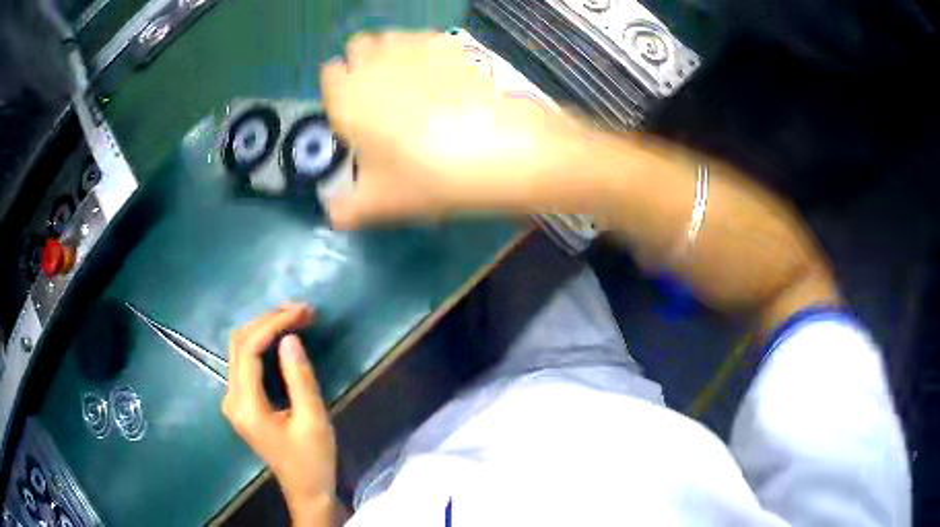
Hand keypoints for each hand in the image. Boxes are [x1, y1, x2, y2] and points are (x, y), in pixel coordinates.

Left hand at [221, 303, 335, 523]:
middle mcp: (231, 399)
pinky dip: (263, 343)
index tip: (302, 313)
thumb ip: (300, 378)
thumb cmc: (313, 460)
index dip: (273, 325)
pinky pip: (246, 362)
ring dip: (265, 329)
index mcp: (246, 406)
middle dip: (268, 321)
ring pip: (240, 349)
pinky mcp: (241, 402)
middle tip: (303, 311)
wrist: (306, 490)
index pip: (249, 351)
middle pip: (239, 344)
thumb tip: (290, 338)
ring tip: (296, 318)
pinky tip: (283, 337)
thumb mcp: (313, 420)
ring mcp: (233, 400)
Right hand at [321, 31, 580, 227]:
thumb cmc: (427, 176)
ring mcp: (415, 46)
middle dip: (363, 64)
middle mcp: (375, 62)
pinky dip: (428, 52)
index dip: (340, 91)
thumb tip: (333, 214)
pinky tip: (447, 79)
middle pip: (358, 46)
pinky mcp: (451, 43)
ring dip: (393, 53)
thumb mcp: (381, 204)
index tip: (355, 111)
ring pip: (391, 38)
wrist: (497, 148)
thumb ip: (347, 210)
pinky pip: (428, 39)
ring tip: (415, 84)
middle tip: (385, 96)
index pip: (329, 75)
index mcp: (347, 96)